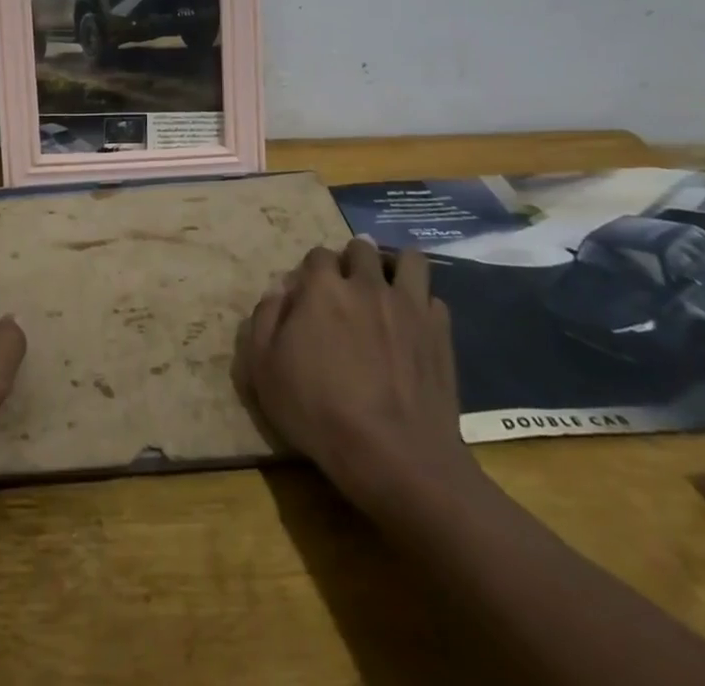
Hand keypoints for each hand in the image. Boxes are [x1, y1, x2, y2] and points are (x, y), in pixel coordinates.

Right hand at [237, 238, 477, 511]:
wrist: (395, 456)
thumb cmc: (319, 412)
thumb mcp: (264, 369)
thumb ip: (265, 319)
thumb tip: (278, 290)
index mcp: (323, 287)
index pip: (317, 255)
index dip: (311, 272)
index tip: (309, 295)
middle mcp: (367, 284)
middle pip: (362, 248)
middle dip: (352, 260)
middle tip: (348, 288)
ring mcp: (409, 305)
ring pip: (409, 259)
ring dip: (396, 265)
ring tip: (388, 287)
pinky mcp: (440, 332)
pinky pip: (433, 299)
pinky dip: (422, 305)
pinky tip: (414, 325)